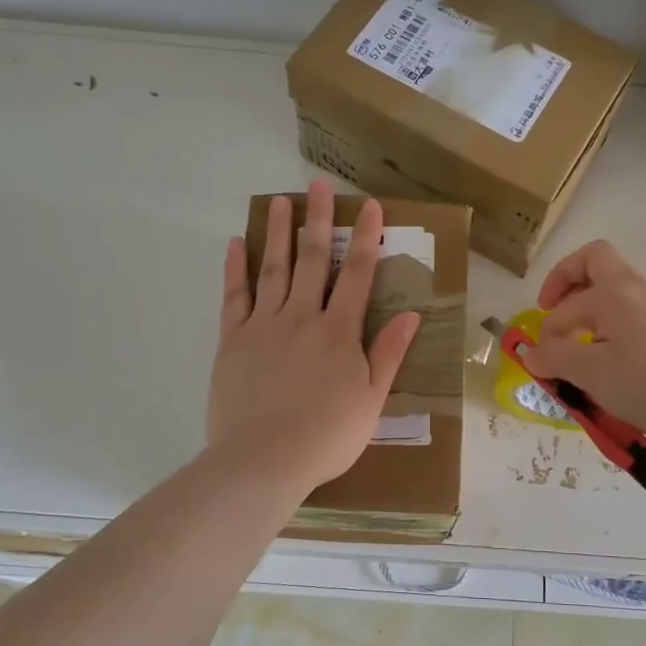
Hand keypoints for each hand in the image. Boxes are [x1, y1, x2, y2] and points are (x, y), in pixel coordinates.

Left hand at [208, 181, 420, 491]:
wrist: (263, 460)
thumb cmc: (326, 437)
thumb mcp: (371, 400)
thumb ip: (387, 354)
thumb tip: (412, 315)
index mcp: (339, 332)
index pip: (357, 275)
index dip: (365, 238)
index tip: (370, 206)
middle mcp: (302, 317)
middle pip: (313, 260)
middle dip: (319, 220)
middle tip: (319, 184)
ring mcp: (263, 325)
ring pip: (273, 269)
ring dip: (279, 233)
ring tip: (281, 201)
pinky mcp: (233, 340)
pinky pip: (234, 296)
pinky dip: (236, 268)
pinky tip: (237, 243)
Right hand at [518, 240, 645, 446]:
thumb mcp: (590, 372)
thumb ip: (554, 358)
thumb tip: (530, 353)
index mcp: (613, 291)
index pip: (566, 296)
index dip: (547, 325)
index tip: (543, 358)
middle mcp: (635, 291)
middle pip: (595, 265)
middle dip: (566, 285)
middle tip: (552, 313)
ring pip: (613, 295)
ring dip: (587, 315)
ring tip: (576, 352)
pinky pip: (628, 321)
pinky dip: (608, 335)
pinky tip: (605, 370)